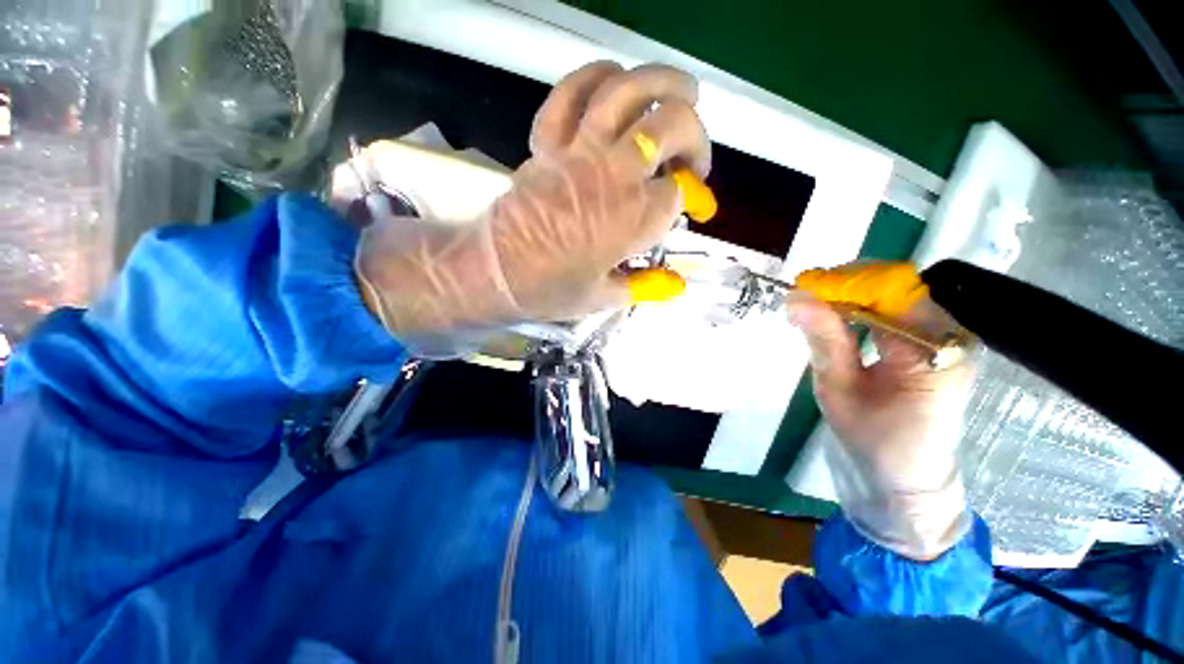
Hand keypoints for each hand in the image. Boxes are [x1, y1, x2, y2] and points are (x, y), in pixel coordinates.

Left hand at [356, 62, 710, 352]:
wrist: (496, 272)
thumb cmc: (552, 290)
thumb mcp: (606, 297)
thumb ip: (646, 286)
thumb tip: (678, 285)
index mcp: (637, 218)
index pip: (681, 191)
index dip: (691, 196)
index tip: (691, 207)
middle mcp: (618, 174)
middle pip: (673, 127)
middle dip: (696, 138)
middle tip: (692, 160)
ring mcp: (581, 151)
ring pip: (630, 92)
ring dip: (664, 83)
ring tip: (681, 92)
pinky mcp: (549, 142)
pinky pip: (572, 92)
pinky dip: (596, 76)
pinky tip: (614, 79)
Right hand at [787, 291, 974, 559]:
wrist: (904, 478)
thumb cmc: (872, 442)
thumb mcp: (839, 391)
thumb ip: (824, 340)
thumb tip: (796, 297)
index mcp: (936, 353)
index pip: (894, 292)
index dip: (846, 282)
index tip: (802, 287)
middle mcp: (951, 337)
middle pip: (898, 285)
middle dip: (846, 284)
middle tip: (802, 296)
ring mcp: (945, 338)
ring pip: (895, 293)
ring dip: (850, 293)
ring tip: (812, 305)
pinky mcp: (932, 343)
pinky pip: (894, 308)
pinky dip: (860, 306)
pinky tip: (835, 316)